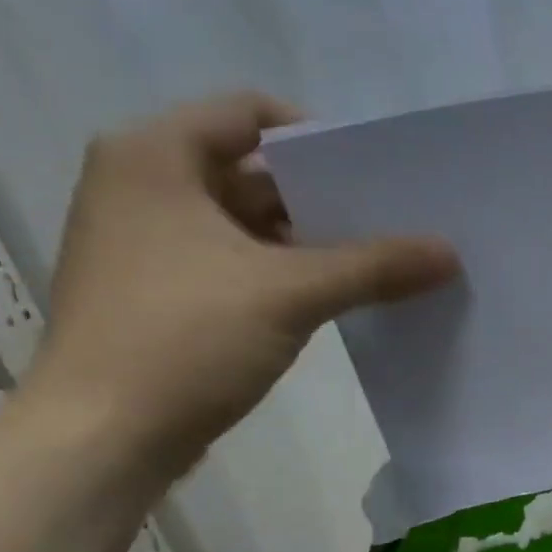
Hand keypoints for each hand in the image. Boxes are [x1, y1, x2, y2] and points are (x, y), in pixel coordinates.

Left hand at [21, 91, 459, 475]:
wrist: (102, 438)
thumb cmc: (184, 340)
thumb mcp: (290, 293)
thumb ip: (374, 267)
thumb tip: (449, 253)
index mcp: (155, 157)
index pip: (250, 113)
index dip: (317, 138)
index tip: (373, 175)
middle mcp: (143, 187)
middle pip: (253, 171)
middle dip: (324, 198)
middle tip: (391, 221)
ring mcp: (148, 244)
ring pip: (247, 224)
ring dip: (309, 242)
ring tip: (377, 262)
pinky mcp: (161, 294)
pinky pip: (235, 264)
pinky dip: (283, 274)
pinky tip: (335, 299)